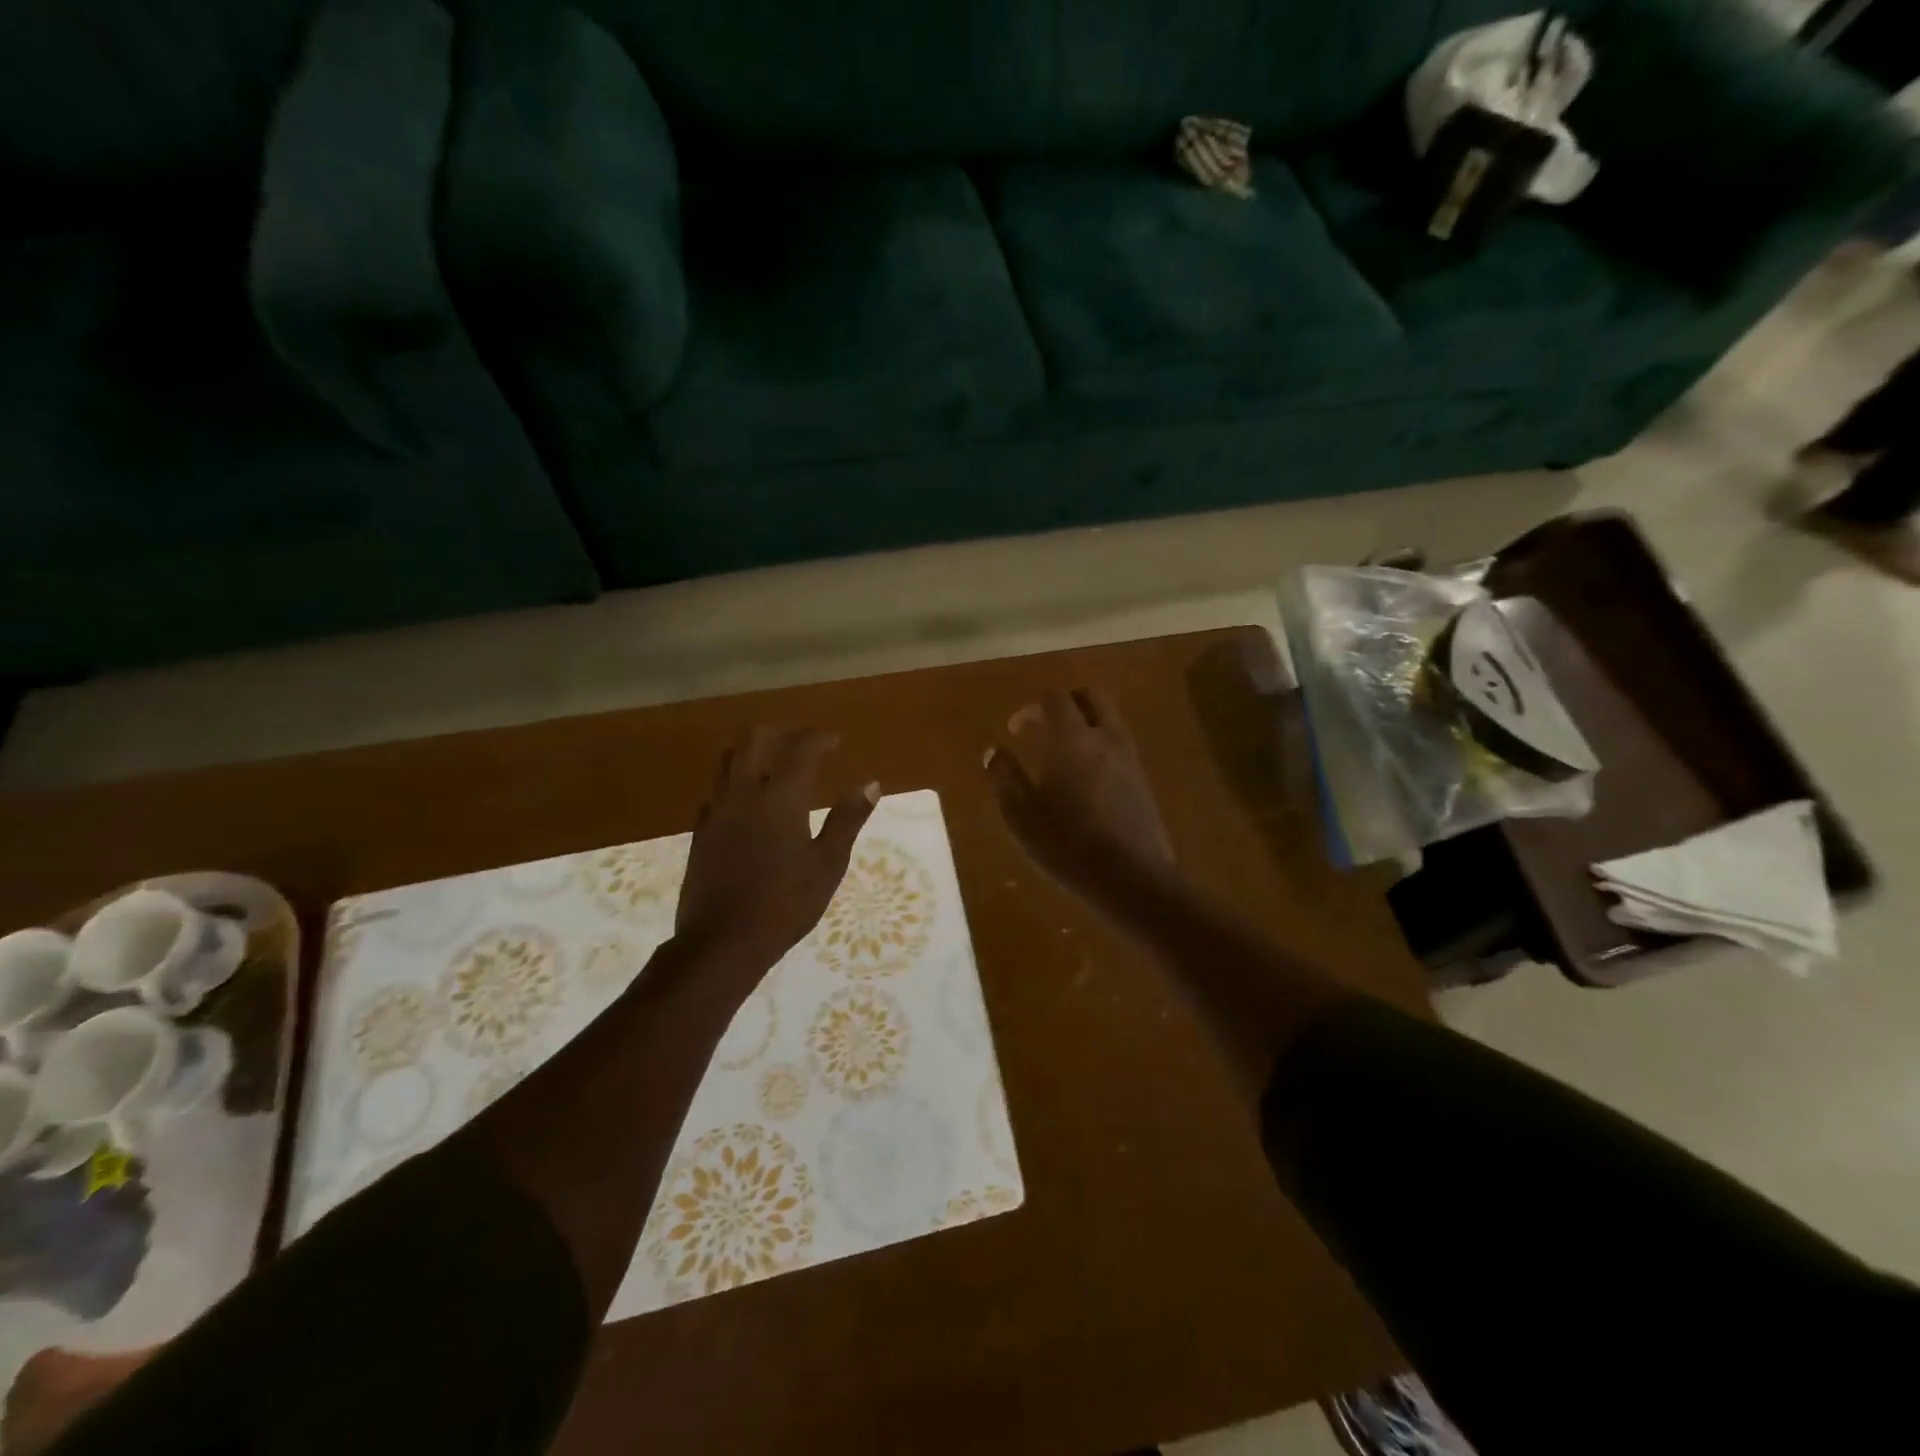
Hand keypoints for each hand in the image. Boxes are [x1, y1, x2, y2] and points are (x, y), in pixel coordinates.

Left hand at [674, 727, 877, 977]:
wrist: (722, 942)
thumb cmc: (785, 903)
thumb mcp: (828, 864)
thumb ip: (847, 820)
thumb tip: (870, 785)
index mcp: (779, 798)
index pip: (799, 749)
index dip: (818, 738)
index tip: (834, 740)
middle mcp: (743, 794)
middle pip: (753, 741)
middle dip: (780, 734)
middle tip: (802, 745)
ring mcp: (716, 812)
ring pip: (727, 761)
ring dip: (752, 752)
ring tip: (773, 765)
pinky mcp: (700, 833)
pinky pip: (715, 793)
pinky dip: (734, 784)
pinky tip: (746, 803)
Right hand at [986, 689, 1176, 905]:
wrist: (1130, 877)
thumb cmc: (1067, 843)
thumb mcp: (1021, 814)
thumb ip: (1005, 776)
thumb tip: (993, 750)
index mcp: (1073, 738)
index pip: (1055, 698)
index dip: (1032, 707)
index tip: (1016, 729)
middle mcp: (1107, 738)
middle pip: (1092, 697)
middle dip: (1066, 702)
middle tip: (1044, 725)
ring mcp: (1131, 759)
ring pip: (1111, 721)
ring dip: (1087, 724)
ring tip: (1064, 754)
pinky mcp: (1144, 782)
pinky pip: (1121, 747)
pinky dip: (1102, 747)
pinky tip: (1086, 780)